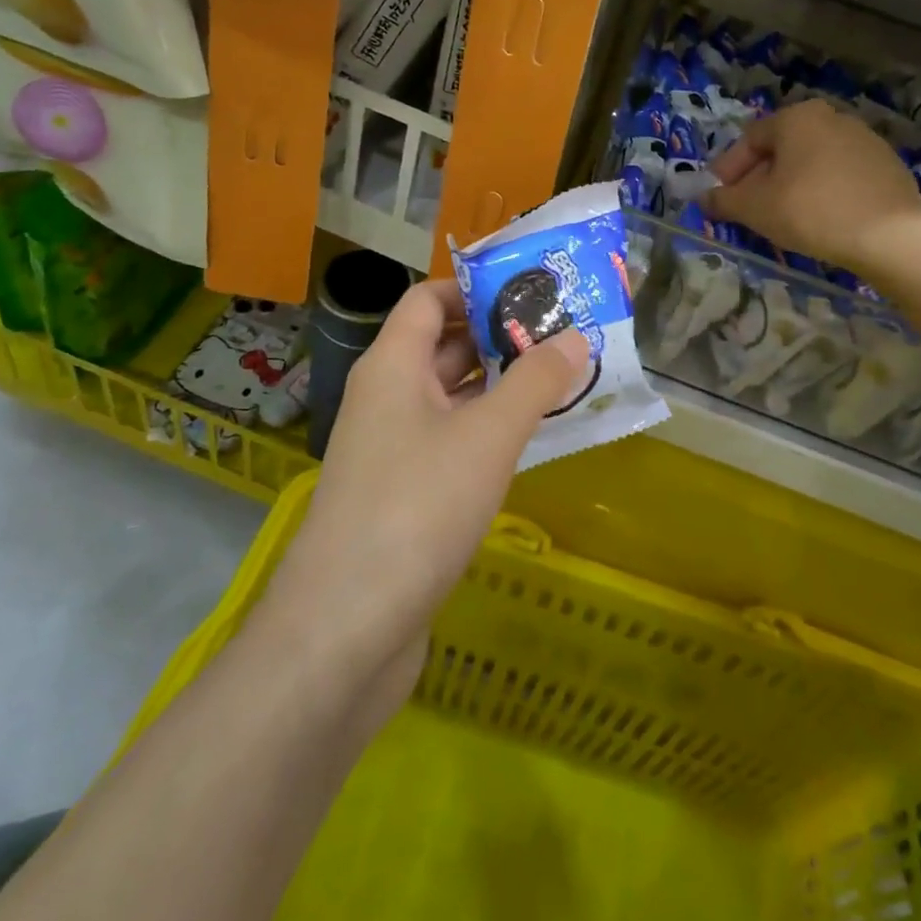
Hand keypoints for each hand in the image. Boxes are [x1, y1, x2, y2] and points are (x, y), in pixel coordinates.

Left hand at [265, 279, 588, 709]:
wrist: (344, 631)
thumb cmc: (416, 508)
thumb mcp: (488, 437)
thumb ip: (535, 382)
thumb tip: (576, 336)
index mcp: (392, 366)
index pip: (428, 299)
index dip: (476, 289)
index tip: (533, 293)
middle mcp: (387, 398)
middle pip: (444, 345)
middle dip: (502, 337)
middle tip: (566, 334)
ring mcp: (393, 449)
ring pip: (453, 398)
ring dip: (502, 387)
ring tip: (564, 379)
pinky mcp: (405, 495)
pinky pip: (453, 442)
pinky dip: (490, 432)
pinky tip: (534, 440)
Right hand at [706, 98, 920, 270]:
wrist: (889, 235)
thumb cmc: (810, 210)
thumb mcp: (755, 208)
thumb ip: (724, 200)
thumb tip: (704, 198)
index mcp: (797, 118)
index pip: (750, 140)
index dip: (728, 170)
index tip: (718, 196)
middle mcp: (831, 117)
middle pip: (782, 149)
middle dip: (759, 178)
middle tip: (748, 208)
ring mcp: (865, 139)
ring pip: (812, 161)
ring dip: (791, 184)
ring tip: (783, 217)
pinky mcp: (887, 165)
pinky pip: (840, 175)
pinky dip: (822, 191)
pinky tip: (820, 218)